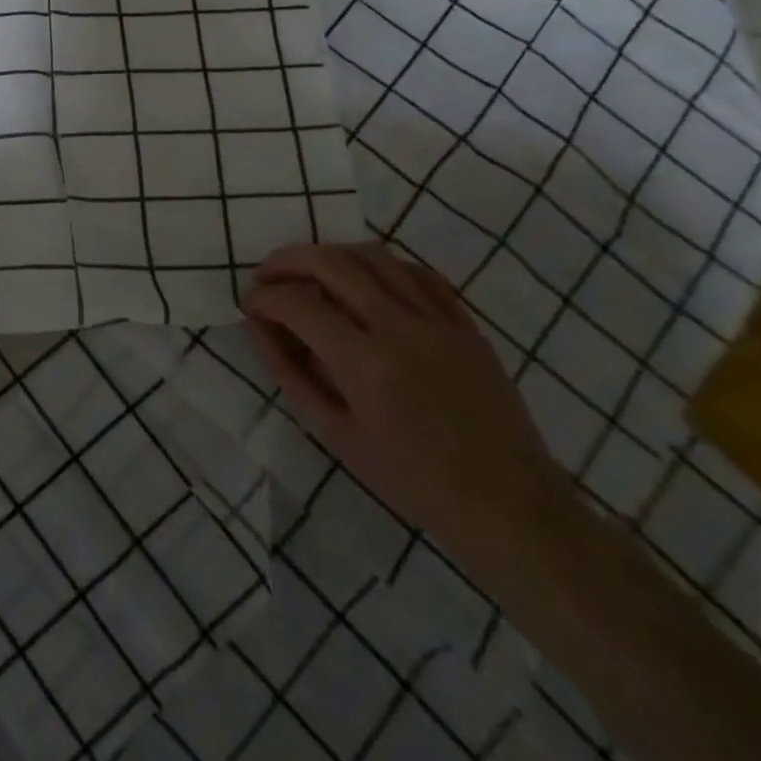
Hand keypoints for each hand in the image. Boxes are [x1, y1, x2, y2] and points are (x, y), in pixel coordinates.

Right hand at [244, 242, 572, 566]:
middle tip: (267, 275)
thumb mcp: (336, 435)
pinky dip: (380, 266)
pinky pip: (416, 272)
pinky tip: (365, 281)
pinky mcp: (464, 323)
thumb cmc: (412, 480)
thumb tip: (259, 328)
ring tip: (310, 271)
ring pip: (373, 255)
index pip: (296, 304)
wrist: (509, 506)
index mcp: (364, 363)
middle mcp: (399, 328)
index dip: (264, 298)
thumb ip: (291, 374)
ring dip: (330, 254)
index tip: (250, 305)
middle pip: (331, 263)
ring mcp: (437, 320)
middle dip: (286, 261)